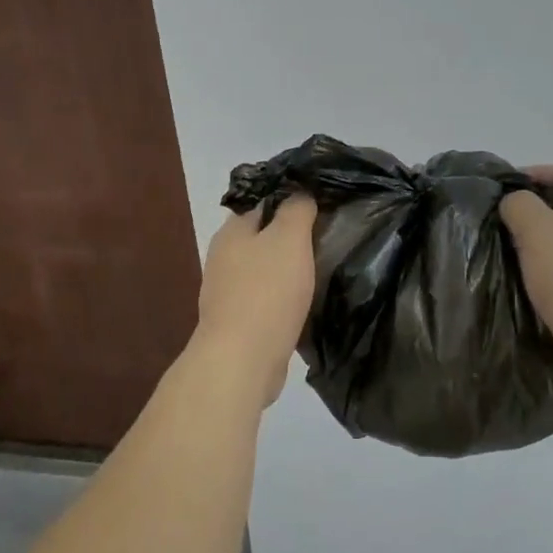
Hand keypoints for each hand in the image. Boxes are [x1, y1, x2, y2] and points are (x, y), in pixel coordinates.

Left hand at [194, 196, 317, 399]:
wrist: (243, 359)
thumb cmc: (267, 291)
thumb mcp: (289, 238)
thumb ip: (296, 210)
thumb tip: (300, 193)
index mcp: (231, 232)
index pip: (261, 201)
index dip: (290, 198)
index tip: (321, 202)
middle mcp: (224, 258)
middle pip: (262, 236)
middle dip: (291, 236)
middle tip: (328, 234)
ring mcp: (228, 292)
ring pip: (265, 269)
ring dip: (289, 268)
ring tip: (323, 267)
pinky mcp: (239, 321)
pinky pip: (267, 298)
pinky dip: (285, 297)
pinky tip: (306, 301)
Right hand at [500, 166, 552, 394]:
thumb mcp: (539, 230)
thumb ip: (520, 205)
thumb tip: (516, 203)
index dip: (535, 174)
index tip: (501, 189)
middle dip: (535, 213)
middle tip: (500, 223)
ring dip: (541, 246)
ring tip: (507, 254)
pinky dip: (551, 274)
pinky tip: (527, 285)